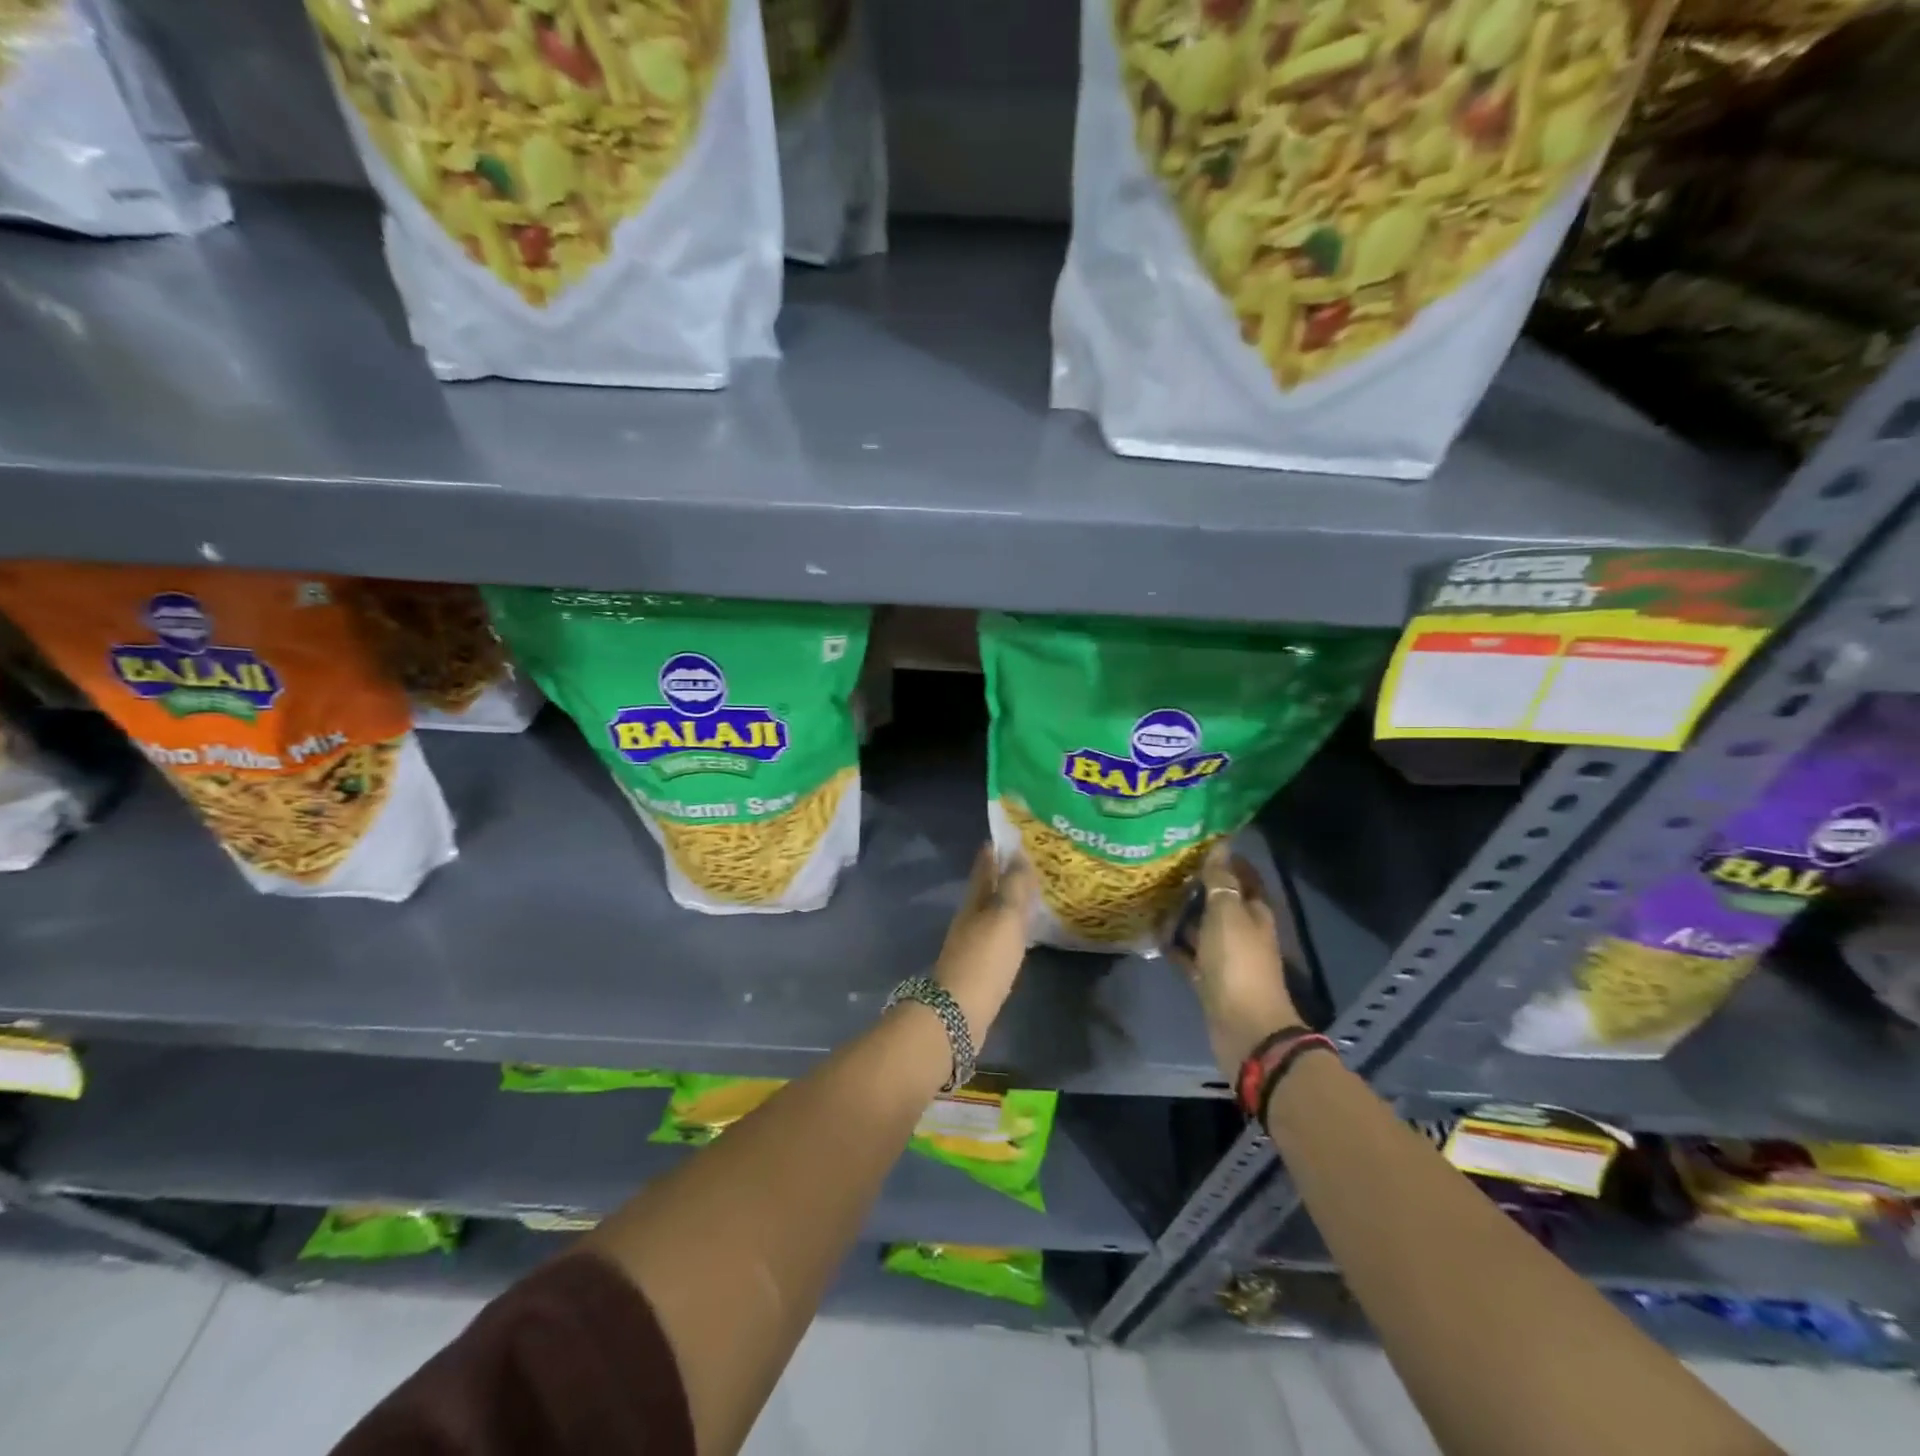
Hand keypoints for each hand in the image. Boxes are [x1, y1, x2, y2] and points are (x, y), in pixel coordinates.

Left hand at [933, 844, 1037, 1042]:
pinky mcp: (981, 969)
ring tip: (1035, 895)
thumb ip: (1013, 886)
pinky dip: (1012, 930)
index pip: (984, 868)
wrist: (959, 1014)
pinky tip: (1026, 935)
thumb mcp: (1004, 917)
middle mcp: (970, 919)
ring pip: (994, 914)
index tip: (1010, 836)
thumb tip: (1019, 854)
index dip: (994, 852)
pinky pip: (999, 938)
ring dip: (1010, 903)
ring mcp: (973, 945)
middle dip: (1005, 875)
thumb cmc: (984, 959)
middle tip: (1032, 863)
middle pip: (988, 890)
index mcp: (974, 902)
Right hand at [1172, 844, 1305, 1076]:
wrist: (1243, 1026)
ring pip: (1203, 928)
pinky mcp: (1209, 979)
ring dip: (1184, 914)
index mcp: (1255, 913)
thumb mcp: (1228, 914)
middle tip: (1166, 865)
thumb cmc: (1238, 963)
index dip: (1227, 859)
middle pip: (1222, 902)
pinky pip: (1189, 955)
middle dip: (1200, 885)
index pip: (1245, 877)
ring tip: (1153, 893)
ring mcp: (1226, 957)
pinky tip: (1153, 931)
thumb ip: (1221, 881)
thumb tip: (1219, 847)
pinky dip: (1175, 944)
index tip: (1198, 842)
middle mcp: (1243, 932)